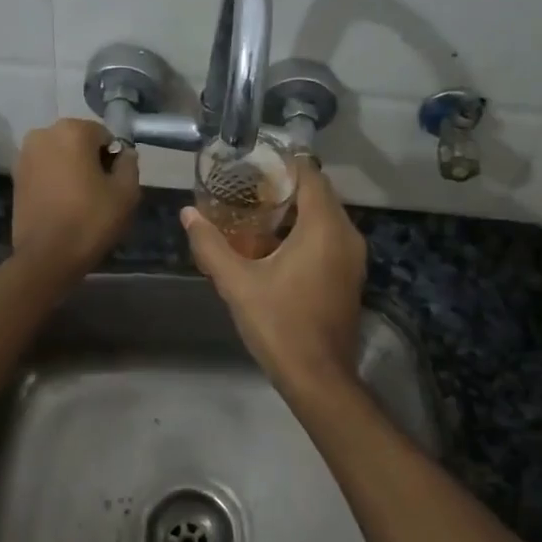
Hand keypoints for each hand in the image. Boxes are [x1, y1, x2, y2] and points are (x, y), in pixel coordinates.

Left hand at [11, 119, 140, 278]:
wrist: (46, 257)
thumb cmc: (90, 220)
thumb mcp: (126, 192)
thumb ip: (129, 164)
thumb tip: (124, 153)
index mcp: (72, 131)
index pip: (104, 136)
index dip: (113, 159)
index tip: (114, 184)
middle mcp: (43, 134)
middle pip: (79, 142)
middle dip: (90, 161)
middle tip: (99, 193)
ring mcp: (24, 155)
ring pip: (60, 156)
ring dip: (71, 170)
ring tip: (79, 201)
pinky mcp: (14, 177)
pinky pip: (44, 170)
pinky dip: (54, 181)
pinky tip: (62, 205)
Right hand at [182, 159, 364, 395]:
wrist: (318, 377)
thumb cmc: (279, 324)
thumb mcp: (237, 284)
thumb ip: (211, 245)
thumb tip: (188, 214)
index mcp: (324, 228)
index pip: (310, 175)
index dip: (283, 164)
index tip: (253, 164)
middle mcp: (347, 235)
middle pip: (319, 194)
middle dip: (285, 187)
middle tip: (246, 188)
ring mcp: (353, 257)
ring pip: (325, 217)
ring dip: (296, 211)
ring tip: (255, 213)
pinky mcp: (350, 275)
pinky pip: (330, 238)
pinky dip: (306, 232)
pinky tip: (275, 245)